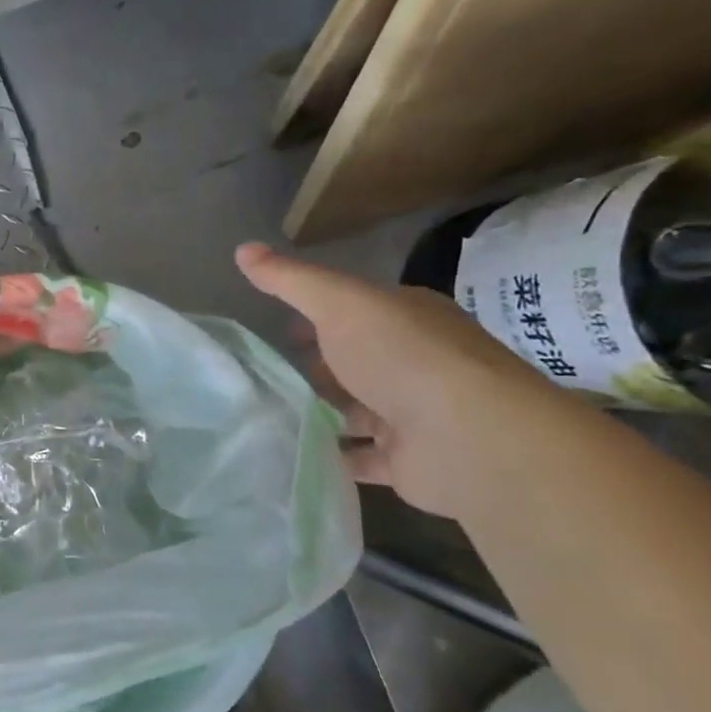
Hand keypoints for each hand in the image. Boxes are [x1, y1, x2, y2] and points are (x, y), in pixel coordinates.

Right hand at [235, 243, 563, 516]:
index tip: (281, 330)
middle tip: (269, 376)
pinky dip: (330, 456)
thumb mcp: (339, 303)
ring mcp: (414, 415)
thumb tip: (242, 249)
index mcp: (408, 319)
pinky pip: (358, 458)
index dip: (319, 317)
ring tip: (268, 415)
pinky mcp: (407, 462)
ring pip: (356, 411)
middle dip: (319, 369)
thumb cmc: (402, 356)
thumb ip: (290, 280)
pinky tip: (290, 454)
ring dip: (322, 414)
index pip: (357, 312)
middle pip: (357, 363)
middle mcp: (416, 364)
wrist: (468, 437)